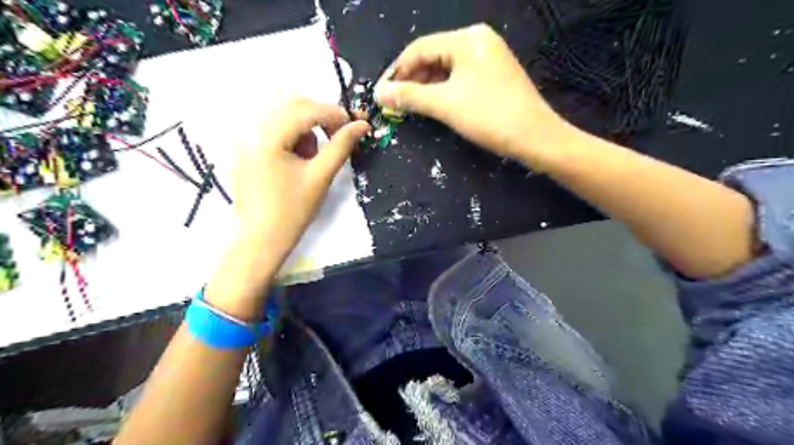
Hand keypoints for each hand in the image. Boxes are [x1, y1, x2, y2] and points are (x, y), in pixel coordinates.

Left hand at [234, 97, 369, 256]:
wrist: (262, 239)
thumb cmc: (294, 210)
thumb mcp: (321, 176)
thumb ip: (342, 146)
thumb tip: (362, 125)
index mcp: (268, 137)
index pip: (306, 110)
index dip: (335, 113)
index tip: (355, 125)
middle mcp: (252, 131)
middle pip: (292, 106)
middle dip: (320, 117)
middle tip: (338, 137)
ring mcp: (246, 140)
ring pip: (283, 117)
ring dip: (306, 128)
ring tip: (313, 157)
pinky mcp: (246, 151)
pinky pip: (273, 131)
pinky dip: (292, 138)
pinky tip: (298, 161)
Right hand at [375, 22, 563, 164]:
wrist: (536, 137)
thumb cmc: (489, 116)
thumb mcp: (444, 105)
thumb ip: (409, 96)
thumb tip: (379, 93)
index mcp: (466, 39)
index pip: (419, 48)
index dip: (397, 71)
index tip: (381, 94)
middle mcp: (478, 40)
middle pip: (433, 56)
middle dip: (411, 80)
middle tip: (395, 103)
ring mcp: (489, 57)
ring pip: (446, 68)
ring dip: (426, 87)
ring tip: (410, 107)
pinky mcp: (494, 74)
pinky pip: (460, 77)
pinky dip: (443, 90)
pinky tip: (433, 104)